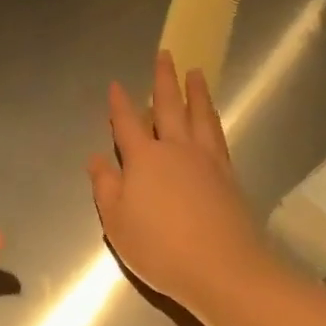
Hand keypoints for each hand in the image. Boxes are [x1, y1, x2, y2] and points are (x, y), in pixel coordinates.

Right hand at [88, 51, 272, 314]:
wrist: (225, 271)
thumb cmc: (161, 248)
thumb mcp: (117, 222)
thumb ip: (105, 187)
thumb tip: (96, 159)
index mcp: (143, 158)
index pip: (127, 123)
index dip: (119, 104)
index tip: (116, 84)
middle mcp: (175, 150)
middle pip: (169, 106)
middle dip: (164, 79)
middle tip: (165, 54)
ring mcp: (206, 161)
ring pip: (199, 116)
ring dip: (196, 92)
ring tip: (196, 72)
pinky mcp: (229, 176)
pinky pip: (218, 136)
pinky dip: (213, 120)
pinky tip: (212, 118)